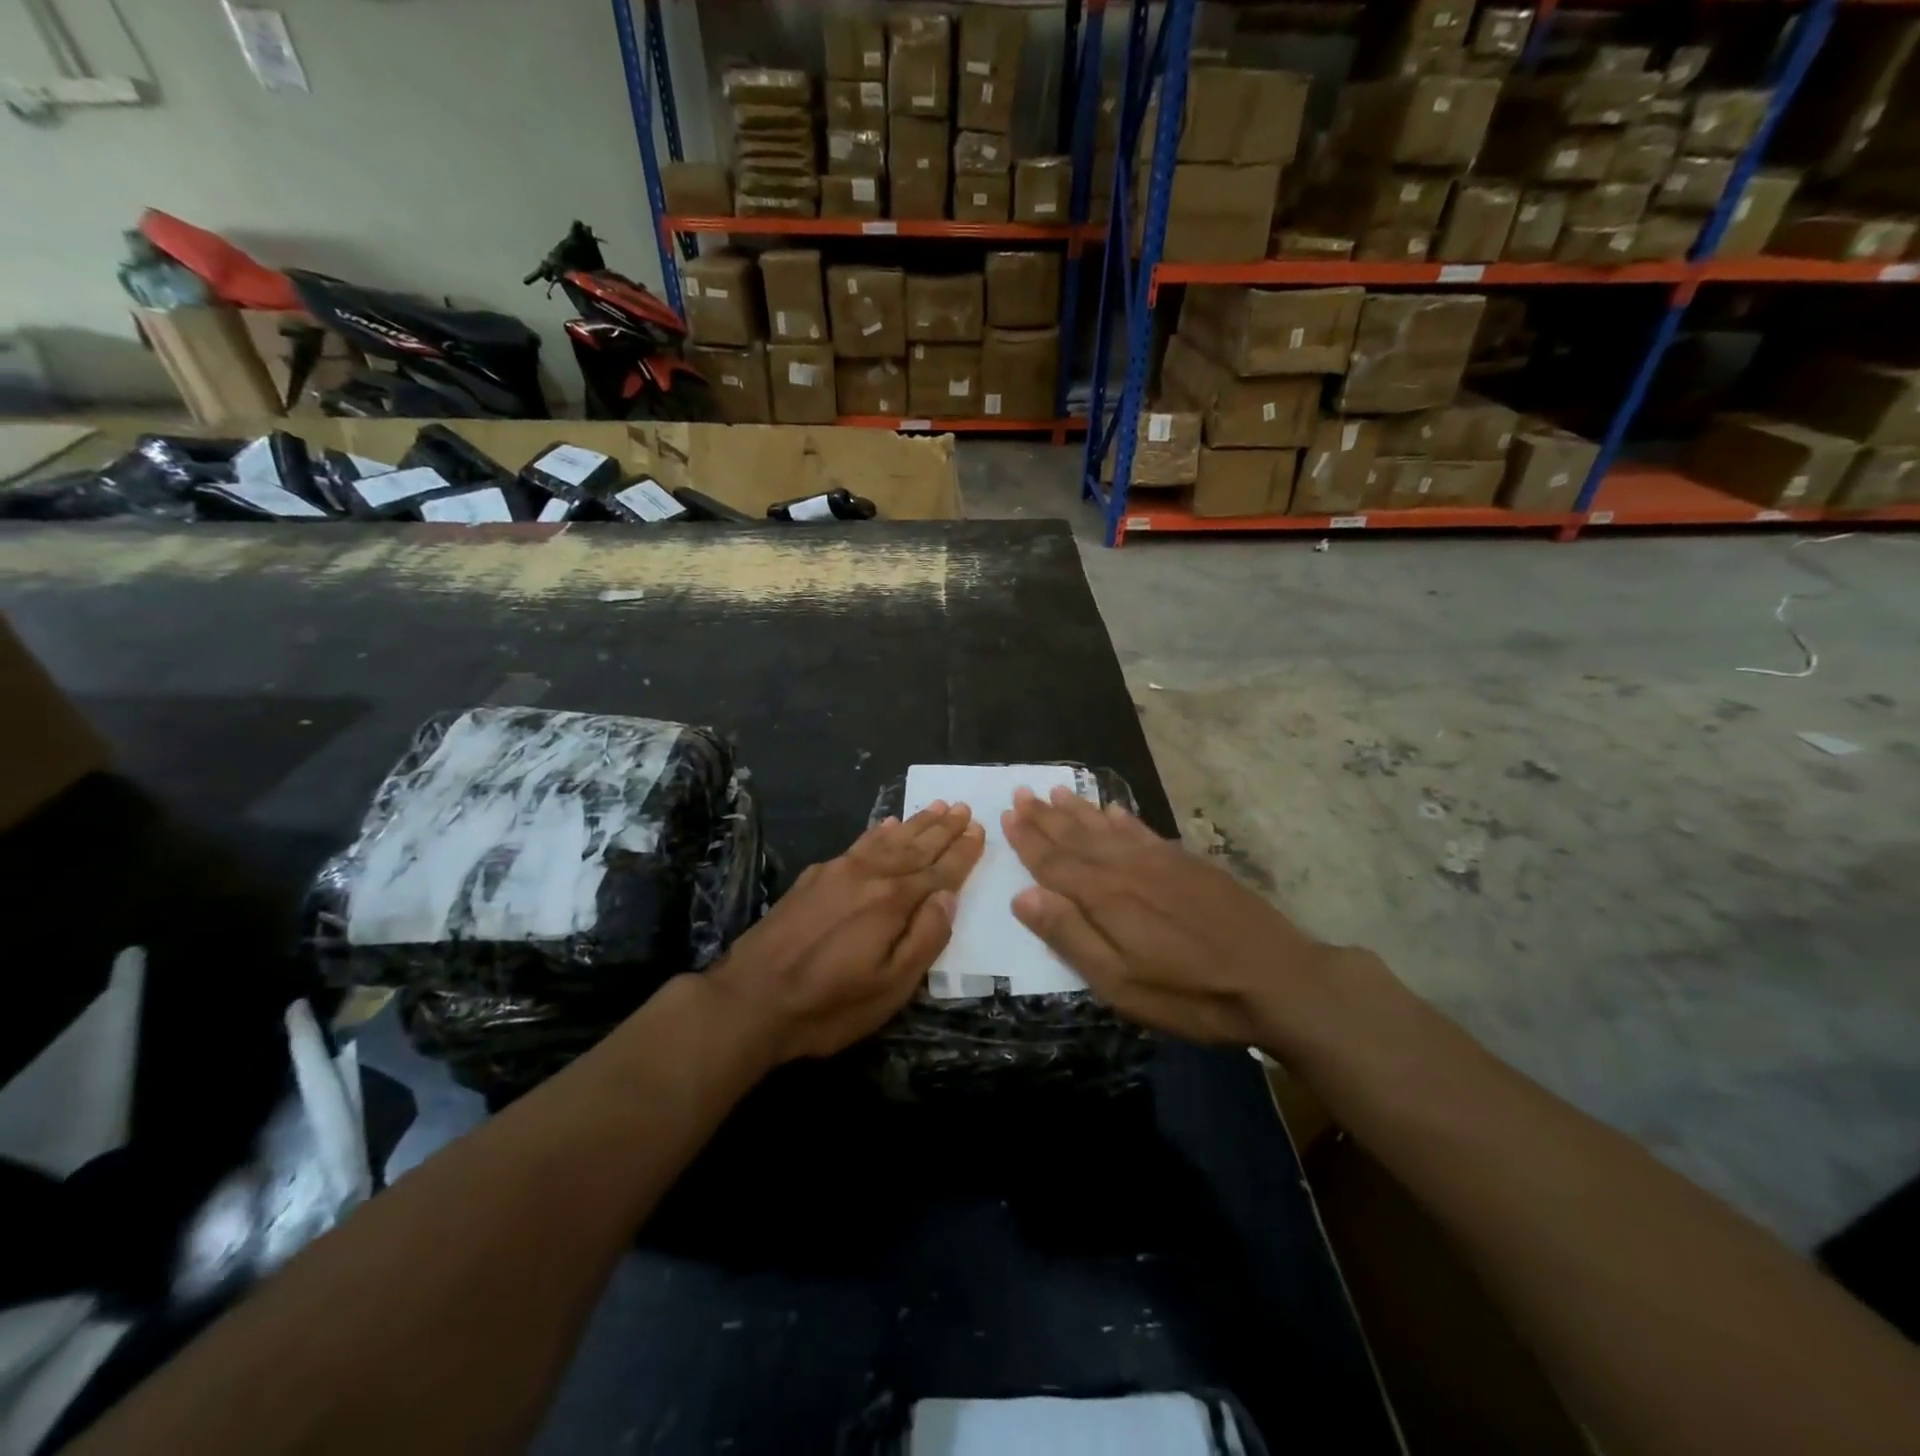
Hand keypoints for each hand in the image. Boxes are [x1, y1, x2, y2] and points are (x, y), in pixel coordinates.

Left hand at [709, 802, 984, 1064]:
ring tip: (937, 807)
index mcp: (893, 901)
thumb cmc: (828, 1005)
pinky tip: (886, 825)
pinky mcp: (814, 877)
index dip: (962, 852)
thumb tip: (948, 896)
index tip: (980, 830)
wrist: (749, 1000)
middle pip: (915, 847)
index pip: (939, 871)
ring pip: (887, 840)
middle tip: (964, 808)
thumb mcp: (890, 988)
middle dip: (943, 829)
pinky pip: (857, 844)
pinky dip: (877, 832)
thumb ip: (925, 939)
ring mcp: (837, 872)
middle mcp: (869, 875)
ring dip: (915, 824)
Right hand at [1002, 787, 1347, 1054]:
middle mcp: (1126, 868)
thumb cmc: (1190, 993)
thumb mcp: (1120, 983)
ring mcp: (1160, 861)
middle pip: (1077, 837)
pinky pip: (1143, 831)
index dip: (1029, 840)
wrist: (1276, 978)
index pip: (1054, 862)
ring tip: (1054, 791)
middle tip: (1021, 792)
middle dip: (1045, 817)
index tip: (1007, 815)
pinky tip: (1112, 809)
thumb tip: (1023, 895)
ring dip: (1077, 810)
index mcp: (1104, 897)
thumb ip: (1070, 936)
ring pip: (1107, 828)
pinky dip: (1122, 818)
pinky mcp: (1188, 863)